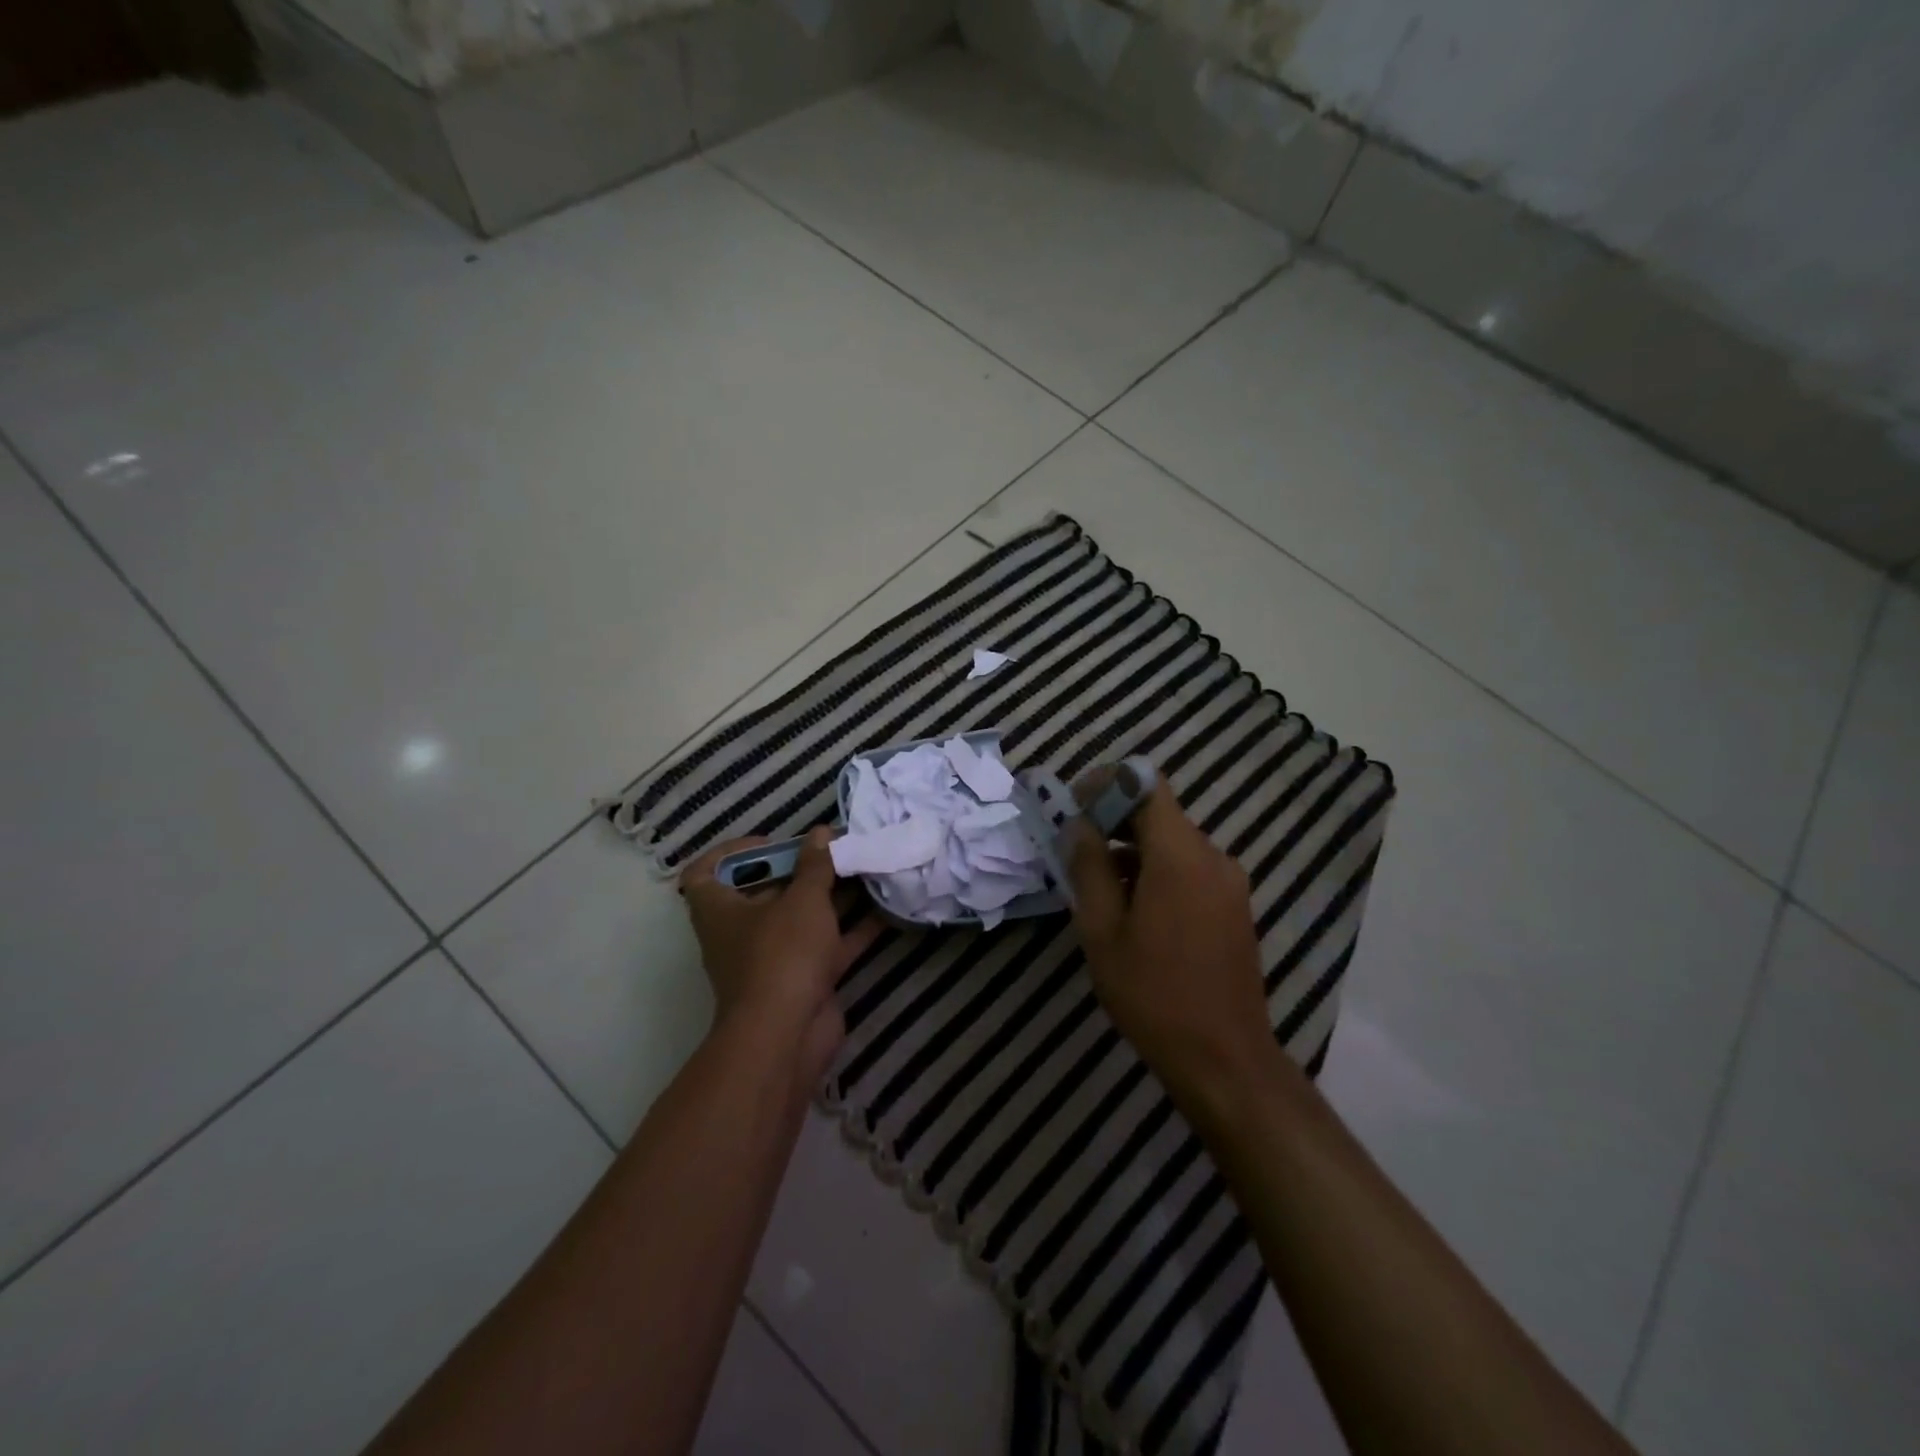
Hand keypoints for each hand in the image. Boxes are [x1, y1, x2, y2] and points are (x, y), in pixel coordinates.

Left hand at [679, 828, 877, 1083]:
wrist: (787, 1036)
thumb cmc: (781, 954)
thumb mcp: (802, 900)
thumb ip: (815, 865)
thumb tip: (821, 833)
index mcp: (719, 910)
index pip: (704, 872)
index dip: (732, 852)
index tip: (772, 843)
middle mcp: (741, 932)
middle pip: (765, 892)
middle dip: (799, 870)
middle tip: (833, 850)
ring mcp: (774, 959)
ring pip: (802, 919)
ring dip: (831, 897)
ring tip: (864, 870)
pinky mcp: (804, 980)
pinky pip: (828, 946)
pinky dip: (853, 929)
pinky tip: (885, 910)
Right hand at [1064, 778, 1274, 1108]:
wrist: (1223, 1058)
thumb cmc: (1153, 993)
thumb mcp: (1102, 930)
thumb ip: (1088, 868)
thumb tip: (1078, 827)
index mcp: (1180, 855)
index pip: (1147, 785)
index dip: (1108, 784)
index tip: (1075, 806)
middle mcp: (1212, 857)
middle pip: (1159, 814)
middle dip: (1114, 820)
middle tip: (1074, 847)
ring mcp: (1229, 883)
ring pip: (1172, 844)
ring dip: (1132, 850)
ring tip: (1096, 885)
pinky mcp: (1233, 907)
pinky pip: (1189, 869)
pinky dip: (1156, 872)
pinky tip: (1131, 909)